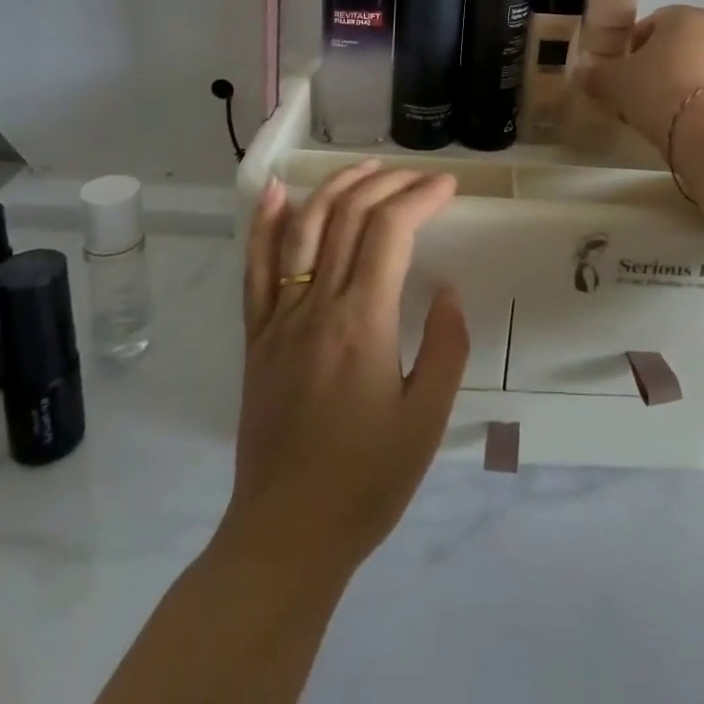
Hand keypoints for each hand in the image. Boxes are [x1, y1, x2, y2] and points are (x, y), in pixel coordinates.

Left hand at [221, 162, 467, 583]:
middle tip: (419, 177)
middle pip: (348, 217)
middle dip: (387, 184)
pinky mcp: (257, 338)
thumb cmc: (366, 482)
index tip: (448, 186)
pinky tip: (277, 193)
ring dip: (336, 187)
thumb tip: (445, 289)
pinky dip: (266, 225)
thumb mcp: (427, 420)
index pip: (390, 231)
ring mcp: (279, 319)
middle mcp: (316, 307)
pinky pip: (256, 270)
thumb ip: (444, 346)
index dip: (420, 197)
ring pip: (304, 229)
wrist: (286, 536)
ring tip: (366, 167)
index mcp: (362, 323)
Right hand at [582, 4, 703, 150]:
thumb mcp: (614, 81)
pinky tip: (672, 120)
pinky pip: (703, 89)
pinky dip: (688, 100)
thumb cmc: (657, 89)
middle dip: (650, 66)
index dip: (628, 49)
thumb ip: (596, 74)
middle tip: (631, 91)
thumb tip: (582, 73)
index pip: (647, 25)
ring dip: (669, 84)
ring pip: (687, 68)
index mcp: (683, 16)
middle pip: (670, 47)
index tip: (617, 73)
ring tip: (651, 110)